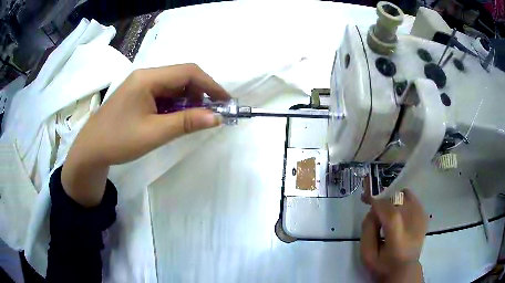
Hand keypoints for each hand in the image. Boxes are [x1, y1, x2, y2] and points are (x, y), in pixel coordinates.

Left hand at [62, 64, 229, 206]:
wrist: (91, 150)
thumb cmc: (119, 140)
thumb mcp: (154, 133)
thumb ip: (186, 123)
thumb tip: (216, 117)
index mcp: (147, 78)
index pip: (188, 72)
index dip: (210, 84)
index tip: (226, 102)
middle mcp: (145, 76)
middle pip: (181, 77)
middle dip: (200, 93)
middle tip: (211, 114)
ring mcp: (141, 85)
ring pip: (173, 86)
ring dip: (188, 100)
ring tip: (195, 120)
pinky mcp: (138, 95)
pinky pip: (163, 95)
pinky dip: (175, 105)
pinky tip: (176, 119)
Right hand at [360, 189, 427, 282]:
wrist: (405, 270)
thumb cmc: (384, 265)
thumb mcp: (367, 255)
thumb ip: (367, 231)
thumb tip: (372, 211)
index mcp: (398, 238)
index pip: (388, 211)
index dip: (375, 201)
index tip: (364, 199)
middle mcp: (413, 223)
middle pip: (395, 199)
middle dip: (383, 204)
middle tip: (377, 216)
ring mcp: (421, 217)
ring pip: (404, 195)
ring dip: (393, 202)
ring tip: (389, 216)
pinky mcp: (424, 215)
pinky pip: (411, 199)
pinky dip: (402, 203)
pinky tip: (399, 218)